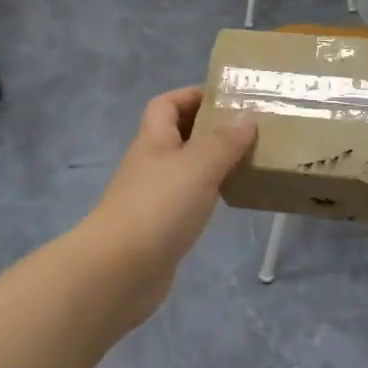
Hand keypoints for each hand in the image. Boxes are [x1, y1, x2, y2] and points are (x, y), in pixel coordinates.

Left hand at [79, 87, 256, 328]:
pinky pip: (188, 200)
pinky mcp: (160, 228)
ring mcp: (152, 198)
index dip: (193, 95)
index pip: (167, 104)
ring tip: (247, 161)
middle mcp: (151, 164)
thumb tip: (247, 119)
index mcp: (154, 140)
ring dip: (212, 162)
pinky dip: (208, 194)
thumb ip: (224, 142)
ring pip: (186, 168)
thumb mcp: (198, 166)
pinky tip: (229, 199)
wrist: (118, 271)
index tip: (227, 98)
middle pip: (178, 135)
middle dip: (210, 128)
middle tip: (248, 129)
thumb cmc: (158, 207)